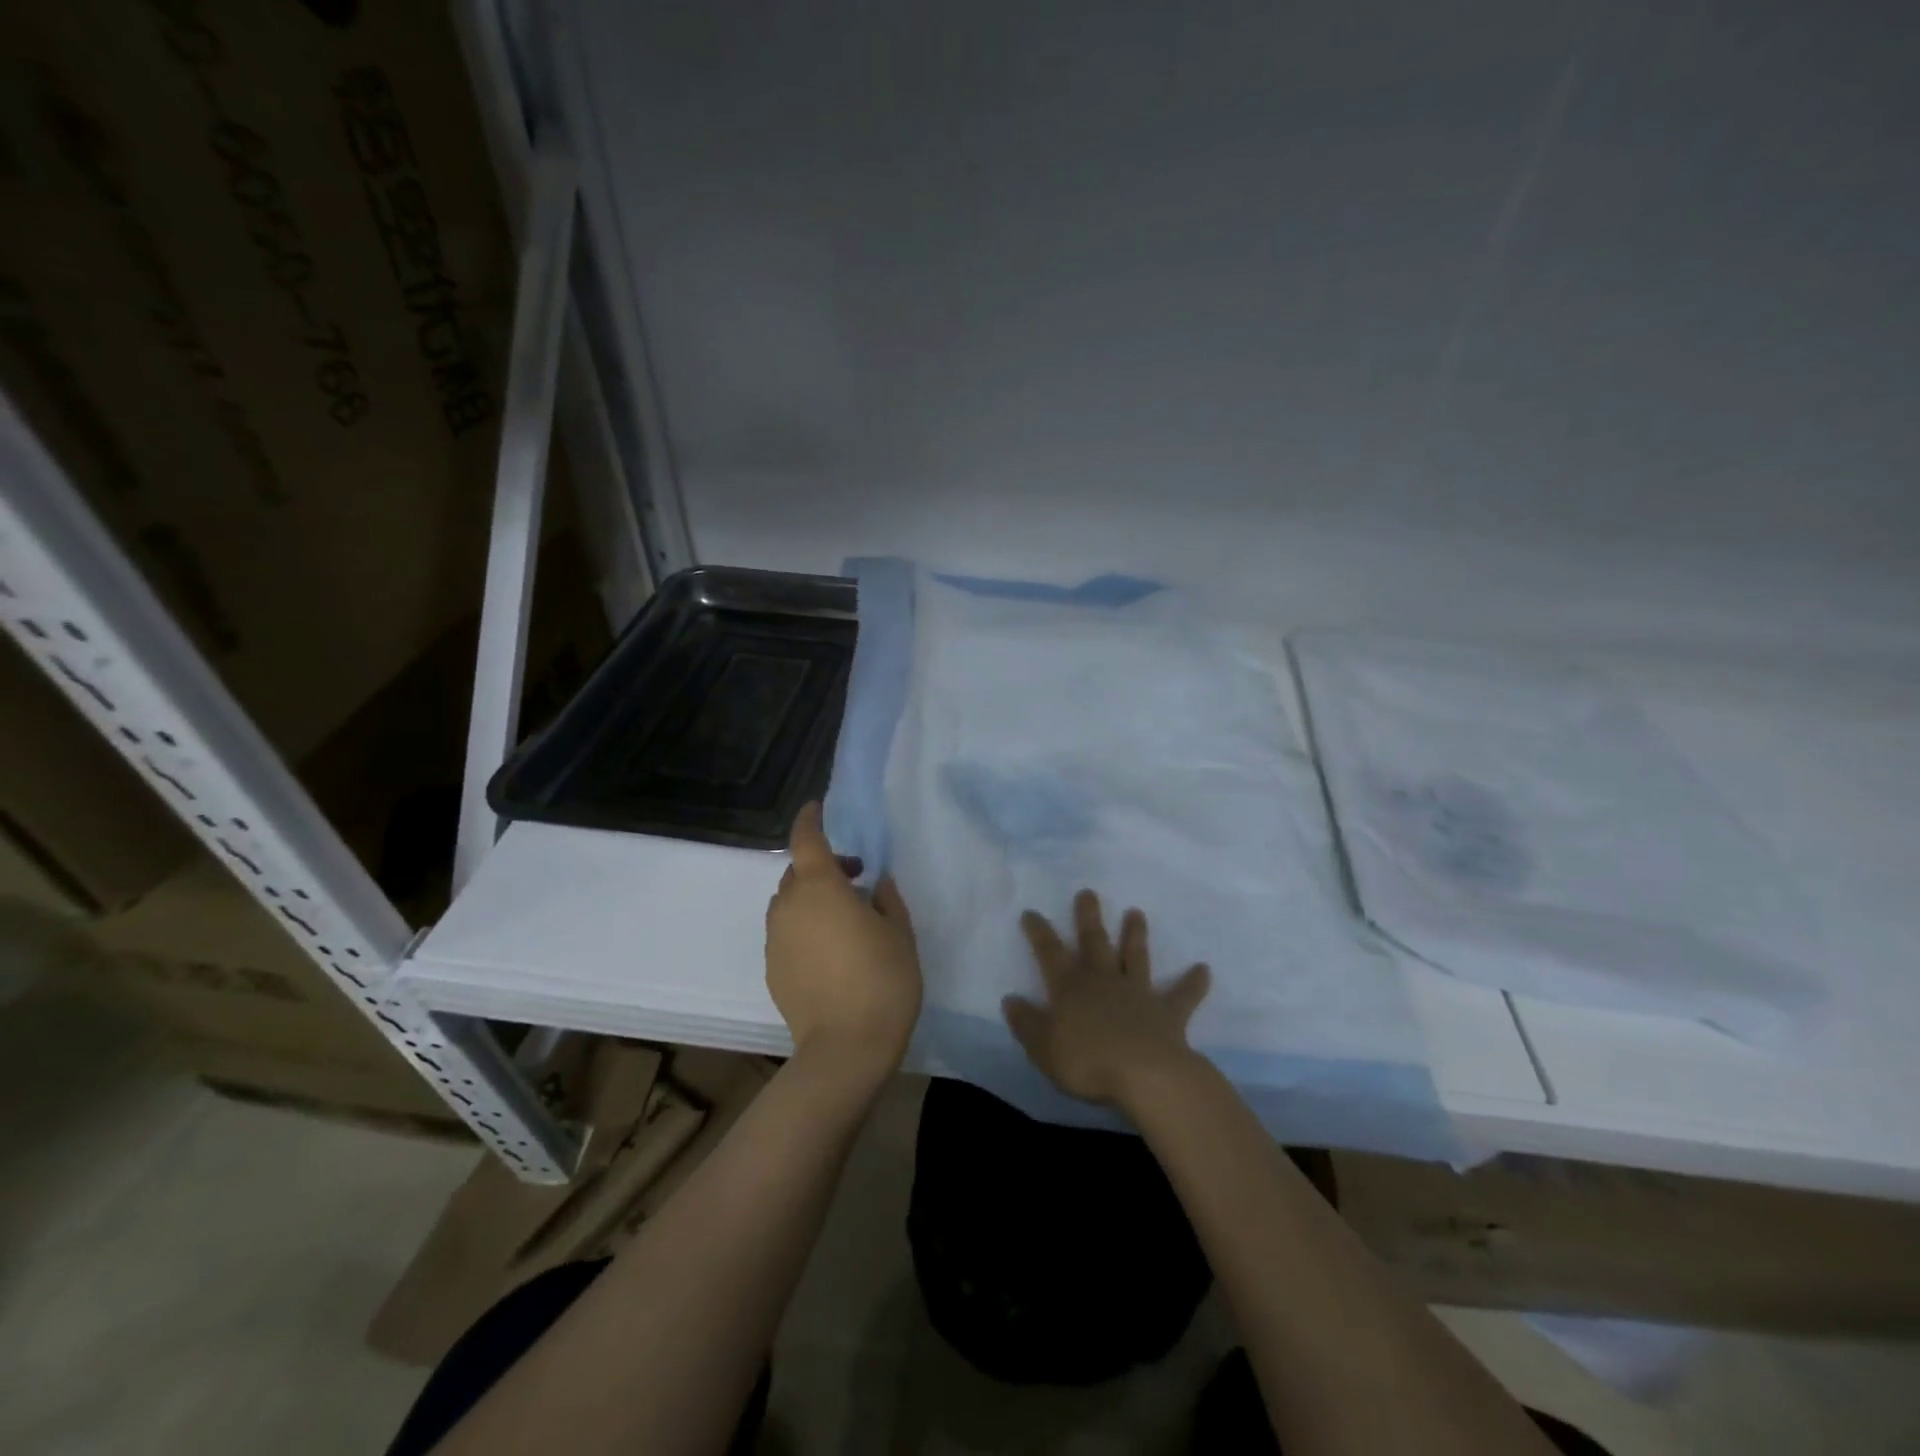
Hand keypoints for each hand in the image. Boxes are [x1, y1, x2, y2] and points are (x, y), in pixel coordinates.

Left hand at [766, 803, 922, 1088]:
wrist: (845, 1048)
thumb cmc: (882, 980)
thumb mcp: (899, 933)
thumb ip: (888, 899)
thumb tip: (878, 883)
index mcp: (820, 887)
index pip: (806, 839)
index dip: (810, 819)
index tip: (818, 808)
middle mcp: (789, 906)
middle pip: (797, 872)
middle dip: (822, 866)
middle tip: (856, 880)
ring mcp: (775, 939)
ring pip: (789, 904)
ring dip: (811, 899)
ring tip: (843, 919)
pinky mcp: (771, 968)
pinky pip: (786, 932)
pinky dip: (803, 927)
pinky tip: (830, 952)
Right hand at [1004, 890, 1211, 1109]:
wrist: (1144, 1074)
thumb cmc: (1086, 1061)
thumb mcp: (1043, 1048)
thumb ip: (1027, 1023)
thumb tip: (1010, 1000)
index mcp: (1070, 988)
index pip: (1049, 953)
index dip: (1039, 933)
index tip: (1032, 912)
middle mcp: (1103, 981)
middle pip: (1094, 942)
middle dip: (1088, 917)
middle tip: (1088, 892)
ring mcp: (1137, 993)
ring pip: (1135, 957)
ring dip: (1135, 935)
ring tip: (1136, 912)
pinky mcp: (1168, 1013)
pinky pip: (1182, 995)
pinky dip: (1193, 983)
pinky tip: (1204, 969)